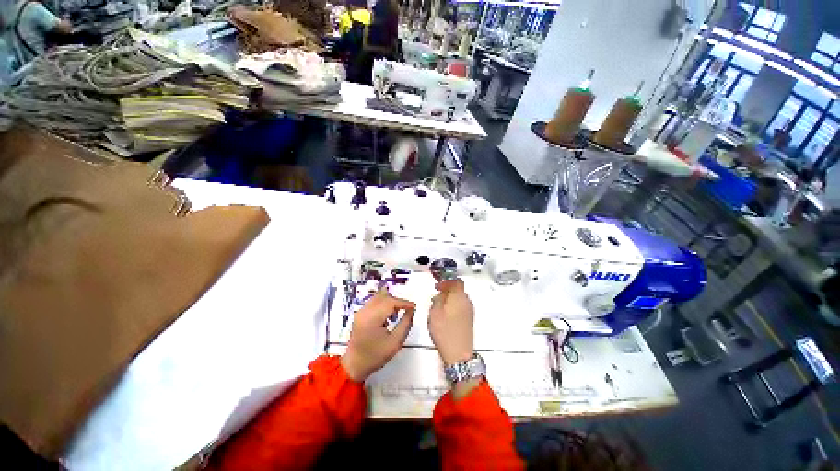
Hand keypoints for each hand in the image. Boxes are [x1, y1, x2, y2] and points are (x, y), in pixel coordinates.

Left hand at [341, 290, 415, 381]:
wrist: (354, 365)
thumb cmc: (375, 356)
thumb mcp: (395, 342)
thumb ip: (405, 324)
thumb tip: (411, 310)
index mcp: (372, 318)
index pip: (391, 302)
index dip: (404, 302)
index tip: (414, 307)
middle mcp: (365, 311)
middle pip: (384, 297)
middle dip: (397, 301)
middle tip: (406, 310)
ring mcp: (360, 311)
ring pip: (378, 297)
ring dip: (390, 301)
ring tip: (396, 313)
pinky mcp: (359, 314)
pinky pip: (373, 302)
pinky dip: (383, 304)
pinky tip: (387, 316)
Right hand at [428, 278, 474, 365]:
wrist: (458, 353)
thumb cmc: (445, 331)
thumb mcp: (435, 312)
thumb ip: (438, 299)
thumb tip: (441, 294)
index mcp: (459, 297)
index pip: (456, 281)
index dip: (446, 281)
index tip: (438, 285)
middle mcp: (467, 302)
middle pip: (459, 289)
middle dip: (448, 290)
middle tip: (437, 294)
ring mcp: (469, 312)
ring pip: (460, 299)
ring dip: (450, 298)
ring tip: (439, 305)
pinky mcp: (469, 320)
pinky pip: (461, 307)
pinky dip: (453, 306)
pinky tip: (445, 314)